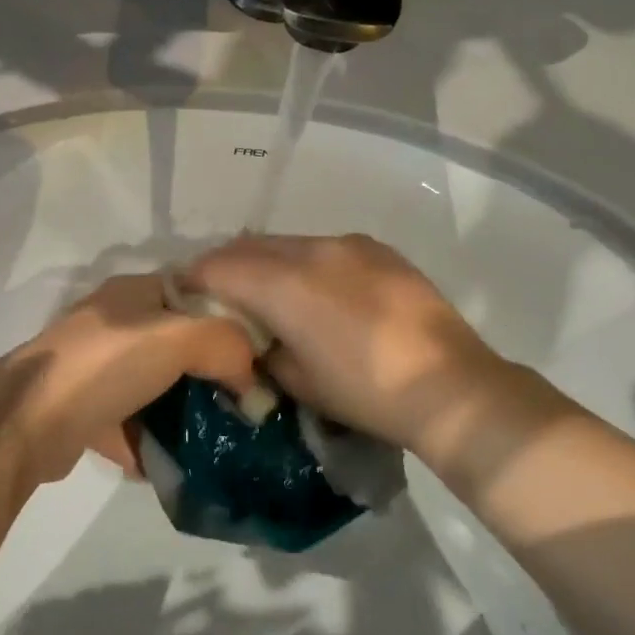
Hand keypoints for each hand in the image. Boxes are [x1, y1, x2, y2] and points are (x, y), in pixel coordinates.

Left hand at [8, 274, 260, 484]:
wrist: (27, 421)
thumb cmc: (106, 365)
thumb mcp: (179, 338)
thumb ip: (227, 345)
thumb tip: (250, 382)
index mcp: (133, 292)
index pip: (195, 294)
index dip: (229, 320)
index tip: (257, 357)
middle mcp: (112, 322)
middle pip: (175, 343)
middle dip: (206, 374)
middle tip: (238, 404)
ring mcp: (92, 366)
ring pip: (151, 385)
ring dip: (177, 412)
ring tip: (210, 438)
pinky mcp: (79, 408)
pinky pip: (127, 421)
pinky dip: (146, 440)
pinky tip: (168, 462)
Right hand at [183, 234, 532, 459]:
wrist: (450, 386)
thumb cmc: (365, 393)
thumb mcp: (298, 380)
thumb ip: (262, 349)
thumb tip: (254, 336)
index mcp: (285, 284)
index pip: (219, 266)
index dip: (194, 279)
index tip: (184, 295)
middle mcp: (311, 250)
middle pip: (249, 246)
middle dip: (226, 265)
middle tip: (219, 294)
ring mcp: (347, 244)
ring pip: (286, 242)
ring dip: (265, 261)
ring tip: (267, 291)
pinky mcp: (376, 248)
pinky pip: (322, 246)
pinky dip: (303, 261)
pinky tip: (316, 289)